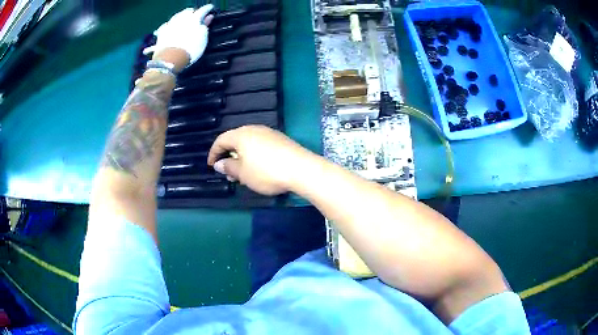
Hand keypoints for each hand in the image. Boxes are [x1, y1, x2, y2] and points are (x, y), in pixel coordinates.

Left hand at [144, 4, 213, 70]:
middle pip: (188, 11)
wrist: (170, 59)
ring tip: (184, 19)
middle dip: (193, 12)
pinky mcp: (161, 32)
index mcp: (194, 18)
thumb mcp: (203, 38)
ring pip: (177, 16)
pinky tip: (170, 26)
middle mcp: (181, 18)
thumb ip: (205, 27)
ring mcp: (170, 24)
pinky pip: (167, 25)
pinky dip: (170, 25)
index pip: (203, 10)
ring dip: (181, 16)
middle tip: (196, 15)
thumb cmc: (189, 49)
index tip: (210, 8)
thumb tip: (206, 19)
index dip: (208, 9)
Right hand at [207, 126, 315, 195]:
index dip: (213, 153)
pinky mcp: (281, 140)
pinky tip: (258, 169)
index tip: (211, 165)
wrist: (301, 169)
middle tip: (228, 174)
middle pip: (236, 141)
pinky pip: (261, 146)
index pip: (221, 140)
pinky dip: (254, 156)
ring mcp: (269, 133)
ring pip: (249, 144)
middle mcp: (254, 129)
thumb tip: (219, 163)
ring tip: (243, 175)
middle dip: (229, 157)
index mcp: (241, 134)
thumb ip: (228, 167)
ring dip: (242, 158)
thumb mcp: (243, 173)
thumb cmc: (266, 172)